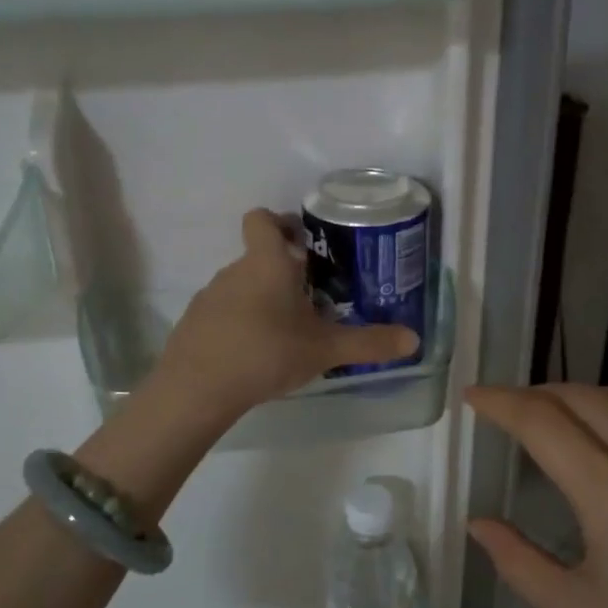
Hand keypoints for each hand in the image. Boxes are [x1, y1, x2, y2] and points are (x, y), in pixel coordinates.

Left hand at [152, 209, 419, 419]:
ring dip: (263, 299)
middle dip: (284, 272)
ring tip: (286, 332)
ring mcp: (209, 296)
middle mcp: (234, 271)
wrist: (198, 388)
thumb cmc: (267, 353)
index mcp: (267, 263)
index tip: (302, 241)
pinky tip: (255, 353)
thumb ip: (368, 343)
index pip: (262, 219)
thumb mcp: (325, 350)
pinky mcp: (194, 323)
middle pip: (258, 257)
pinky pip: (224, 312)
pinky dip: (240, 323)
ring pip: (242, 286)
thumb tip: (413, 339)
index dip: (281, 222)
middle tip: (312, 299)